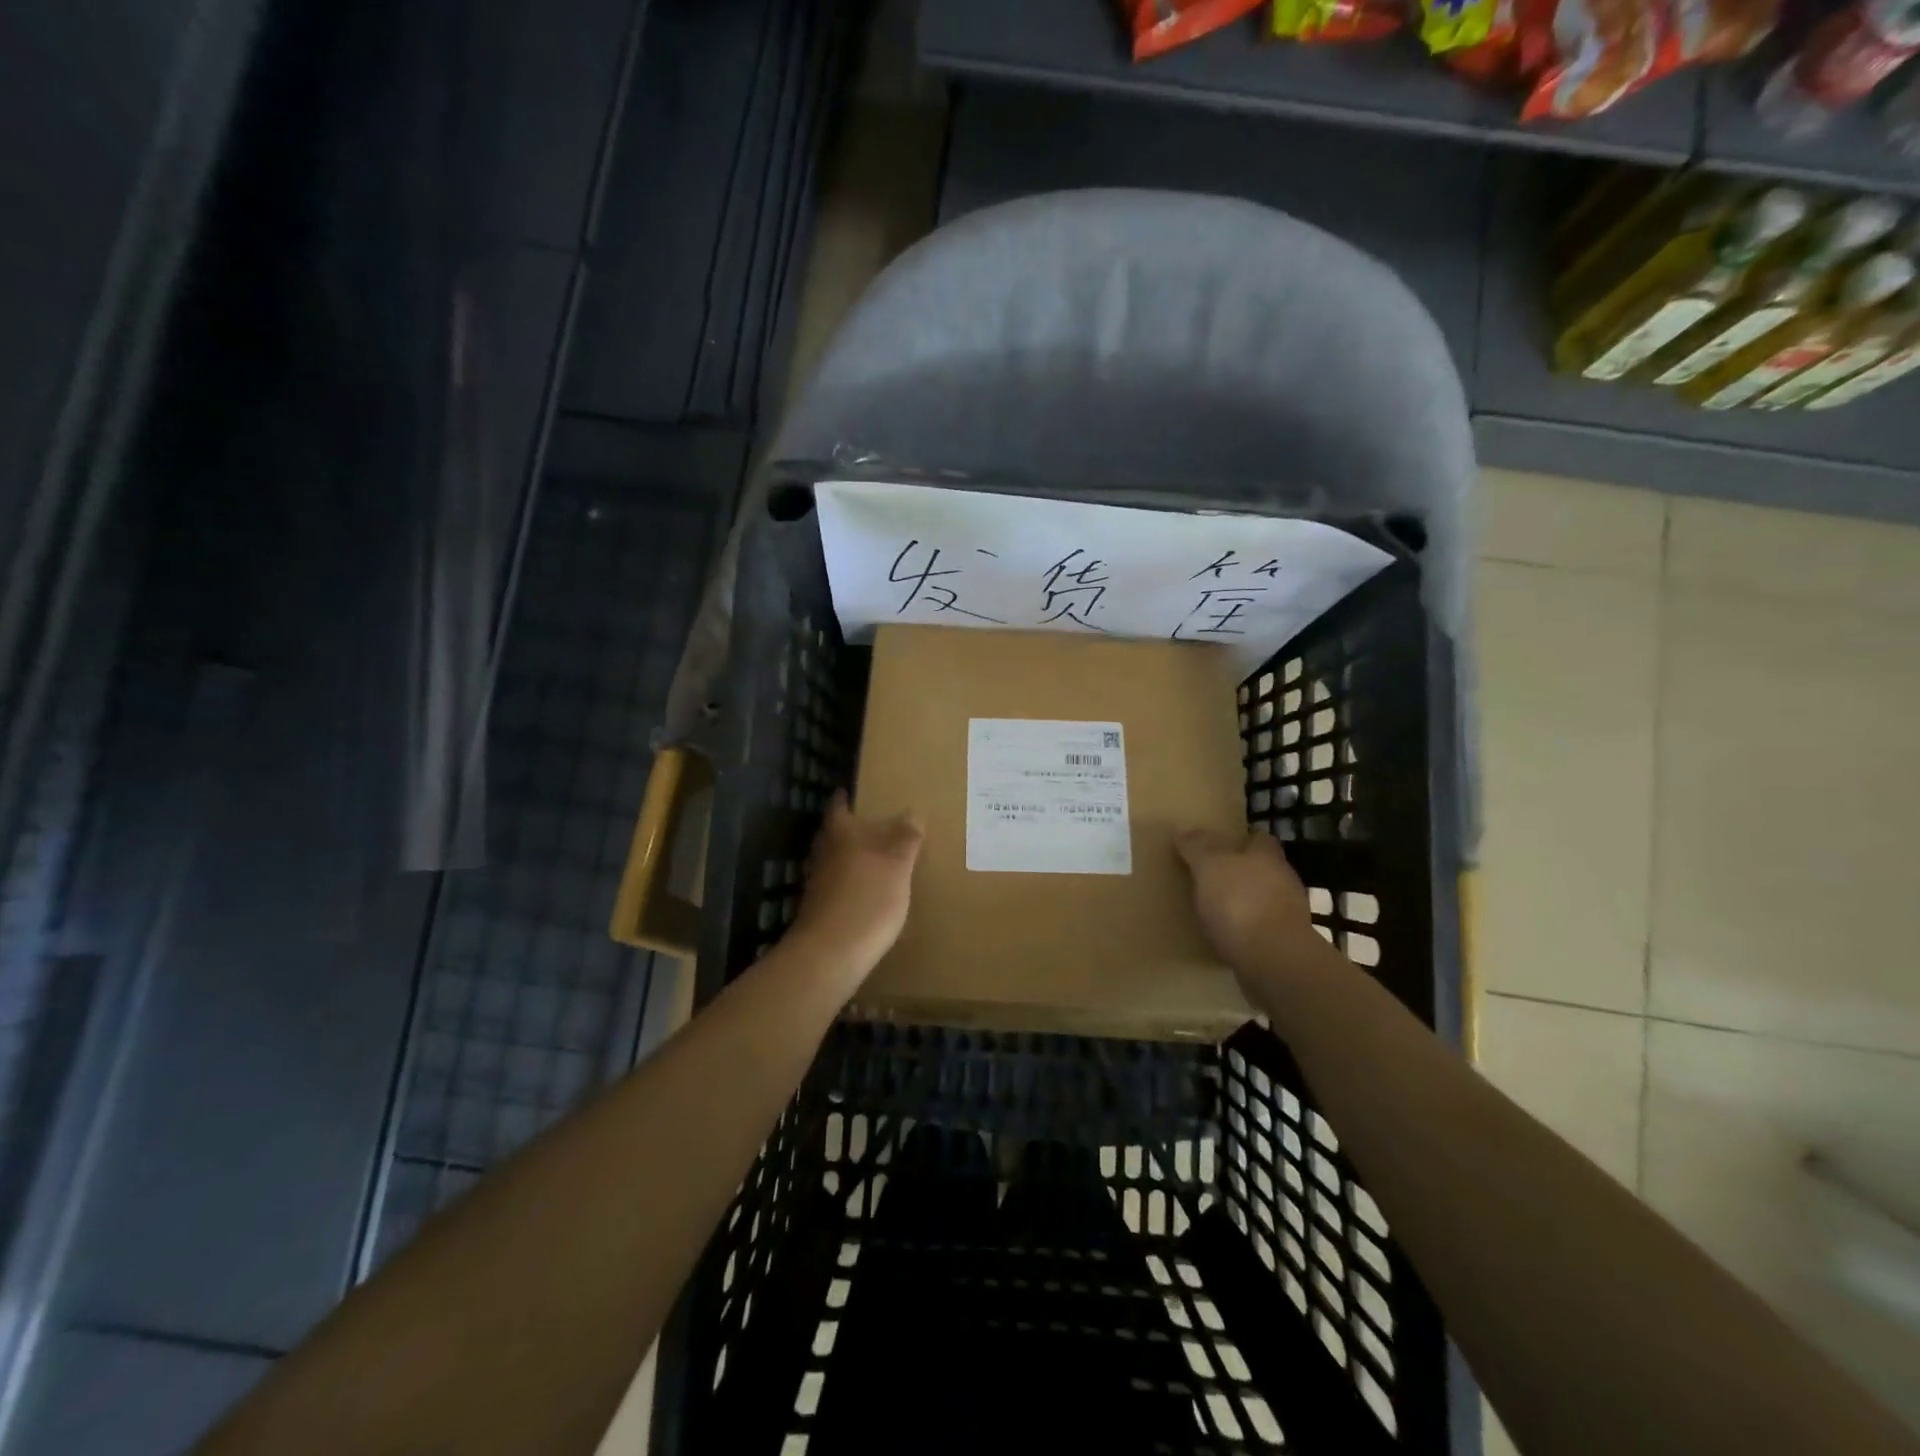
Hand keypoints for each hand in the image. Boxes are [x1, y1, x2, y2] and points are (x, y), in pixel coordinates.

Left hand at [787, 792, 923, 987]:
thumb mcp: (897, 866)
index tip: (850, 792)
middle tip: (873, 824)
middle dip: (851, 829)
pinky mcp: (821, 911)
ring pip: (836, 861)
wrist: (829, 955)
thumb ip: (905, 838)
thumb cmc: (866, 900)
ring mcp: (819, 884)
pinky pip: (838, 887)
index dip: (844, 799)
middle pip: (834, 835)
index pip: (839, 808)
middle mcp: (824, 854)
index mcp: (841, 835)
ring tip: (877, 859)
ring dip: (852, 858)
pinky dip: (852, 884)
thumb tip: (912, 811)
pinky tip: (869, 894)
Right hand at [1174, 827, 1323, 974]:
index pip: (1258, 839)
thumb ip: (1197, 847)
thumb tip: (1184, 830)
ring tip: (1214, 911)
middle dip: (1241, 872)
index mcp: (1267, 856)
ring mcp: (1288, 914)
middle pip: (1262, 869)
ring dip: (1244, 903)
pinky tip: (1226, 938)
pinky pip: (1262, 929)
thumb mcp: (1209, 867)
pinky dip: (1246, 930)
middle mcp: (1283, 880)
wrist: (1273, 960)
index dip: (1240, 840)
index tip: (1219, 846)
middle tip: (1211, 878)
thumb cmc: (1240, 903)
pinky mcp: (1285, 944)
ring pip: (1263, 899)